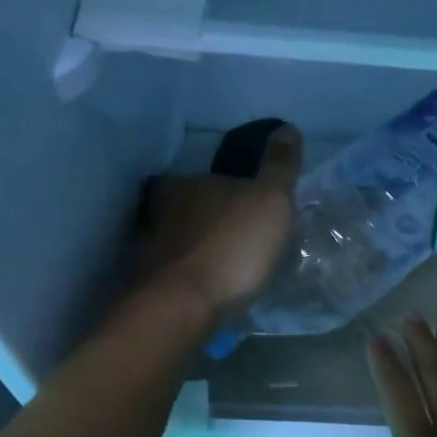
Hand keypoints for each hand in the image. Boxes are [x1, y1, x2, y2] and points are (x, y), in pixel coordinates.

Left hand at [137, 125, 301, 321]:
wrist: (184, 308)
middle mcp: (158, 211)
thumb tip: (287, 128)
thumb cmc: (232, 245)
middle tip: (243, 237)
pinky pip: (178, 274)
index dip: (225, 188)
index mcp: (183, 183)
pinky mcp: (149, 287)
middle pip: (189, 209)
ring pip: (180, 242)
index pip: (202, 176)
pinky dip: (193, 277)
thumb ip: (279, 166)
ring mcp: (149, 251)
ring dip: (201, 250)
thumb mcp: (271, 199)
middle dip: (212, 220)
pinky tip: (213, 290)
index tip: (245, 203)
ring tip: (231, 268)